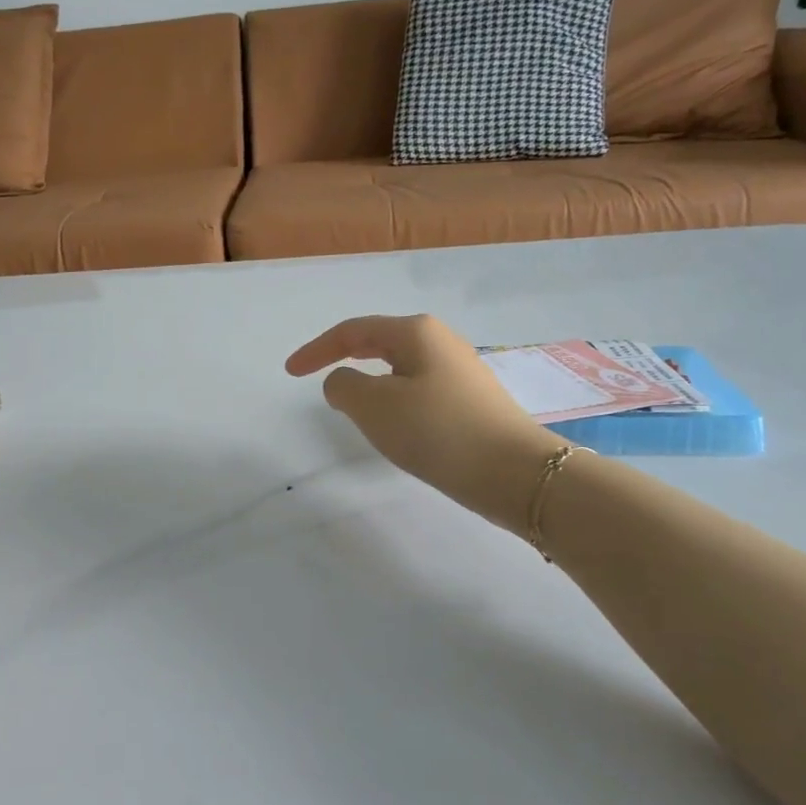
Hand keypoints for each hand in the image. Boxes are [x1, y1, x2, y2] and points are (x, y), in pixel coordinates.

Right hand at [286, 315, 562, 532]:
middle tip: (317, 379)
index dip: (317, 349)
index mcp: (415, 332)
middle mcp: (440, 341)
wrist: (515, 473)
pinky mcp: (471, 400)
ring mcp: (460, 370)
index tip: (290, 372)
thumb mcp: (374, 407)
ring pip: (400, 368)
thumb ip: (343, 386)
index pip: (352, 331)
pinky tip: (396, 423)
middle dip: (345, 358)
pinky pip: (418, 389)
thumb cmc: (438, 430)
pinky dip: (394, 399)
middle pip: (379, 342)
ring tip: (353, 406)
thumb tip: (343, 381)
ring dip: (370, 381)